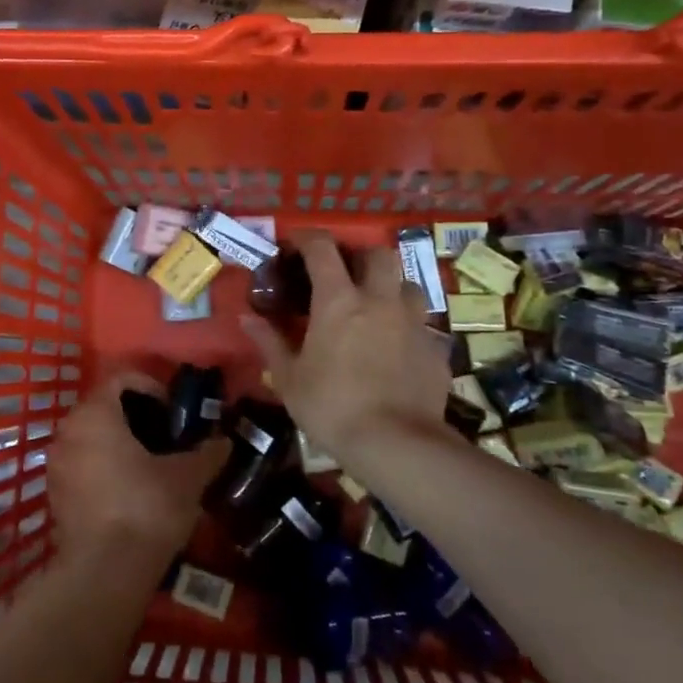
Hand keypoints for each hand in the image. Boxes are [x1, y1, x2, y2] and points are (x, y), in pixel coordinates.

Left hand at [49, 369, 227, 569]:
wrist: (104, 575)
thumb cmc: (146, 508)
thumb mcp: (187, 478)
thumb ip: (207, 453)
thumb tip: (224, 442)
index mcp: (95, 414)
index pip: (120, 379)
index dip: (150, 387)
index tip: (172, 410)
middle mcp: (68, 432)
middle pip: (103, 407)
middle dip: (136, 416)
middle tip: (166, 437)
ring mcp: (56, 465)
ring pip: (91, 438)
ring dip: (119, 443)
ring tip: (151, 465)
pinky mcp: (55, 496)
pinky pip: (82, 466)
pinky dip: (104, 468)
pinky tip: (131, 492)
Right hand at [241, 232, 450, 459]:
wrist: (396, 445)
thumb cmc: (331, 407)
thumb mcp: (289, 379)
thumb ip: (269, 342)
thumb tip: (246, 318)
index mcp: (338, 301)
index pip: (322, 249)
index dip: (307, 238)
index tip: (296, 242)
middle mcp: (380, 301)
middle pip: (379, 254)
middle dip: (362, 256)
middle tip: (346, 274)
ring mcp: (414, 323)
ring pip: (409, 285)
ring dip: (392, 288)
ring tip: (378, 308)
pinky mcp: (436, 350)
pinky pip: (424, 326)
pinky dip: (409, 329)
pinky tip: (398, 349)